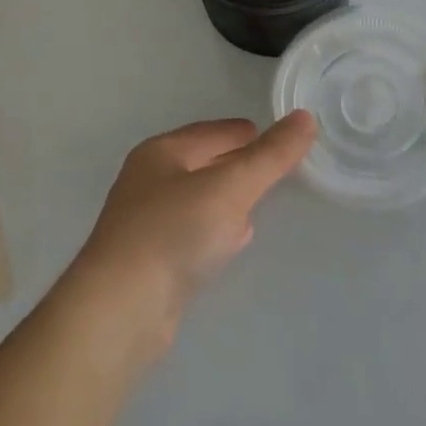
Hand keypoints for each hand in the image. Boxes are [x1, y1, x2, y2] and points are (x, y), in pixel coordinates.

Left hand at [67, 112, 317, 352]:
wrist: (121, 308)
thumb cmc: (174, 233)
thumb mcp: (230, 188)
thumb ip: (269, 156)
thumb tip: (305, 117)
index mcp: (161, 152)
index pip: (211, 132)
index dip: (244, 132)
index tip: (277, 137)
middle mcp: (149, 180)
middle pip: (203, 162)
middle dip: (237, 164)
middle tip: (274, 168)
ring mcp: (146, 221)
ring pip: (198, 199)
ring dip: (226, 198)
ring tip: (256, 203)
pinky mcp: (151, 259)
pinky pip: (191, 232)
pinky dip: (214, 229)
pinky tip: (231, 241)